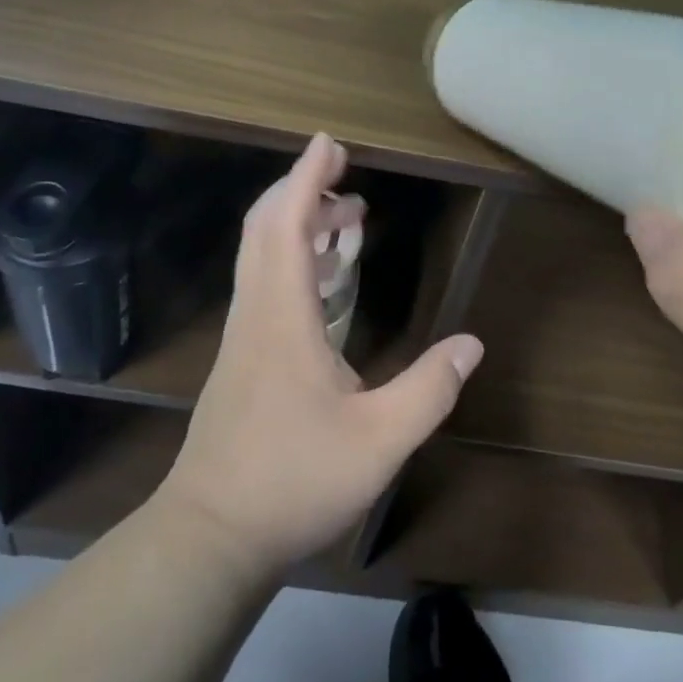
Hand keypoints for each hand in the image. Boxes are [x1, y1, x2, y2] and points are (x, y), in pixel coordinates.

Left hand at [159, 134, 484, 576]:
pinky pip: (264, 284)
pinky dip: (293, 260)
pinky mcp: (242, 359)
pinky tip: (327, 283)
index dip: (306, 178)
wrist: (211, 537)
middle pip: (265, 229)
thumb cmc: (293, 481)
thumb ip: (429, 389)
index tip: (329, 144)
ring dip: (299, 225)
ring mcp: (243, 336)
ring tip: (346, 220)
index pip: (287, 225)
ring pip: (261, 256)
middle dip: (302, 191)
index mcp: (282, 316)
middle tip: (345, 178)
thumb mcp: (380, 441)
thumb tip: (471, 344)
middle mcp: (256, 313)